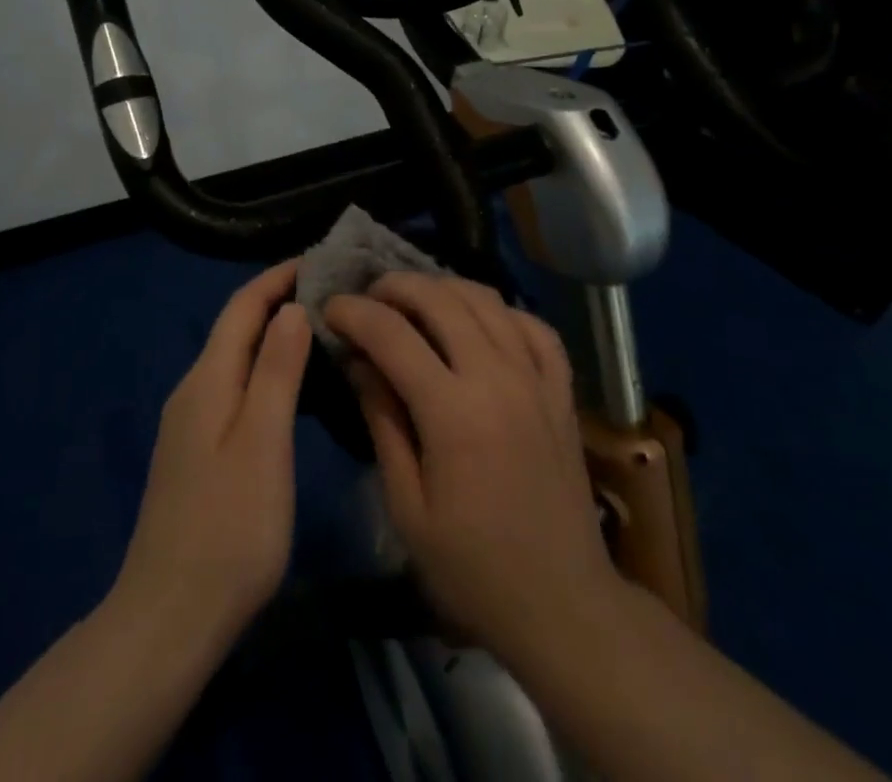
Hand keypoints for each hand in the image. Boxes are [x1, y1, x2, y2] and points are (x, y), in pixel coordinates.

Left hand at [111, 261, 311, 648]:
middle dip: (277, 300)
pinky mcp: (196, 451)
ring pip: (235, 357)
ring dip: (272, 334)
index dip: (277, 277)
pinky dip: (264, 368)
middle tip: (331, 292)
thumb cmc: (229, 527)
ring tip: (320, 328)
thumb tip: (290, 308)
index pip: (242, 306)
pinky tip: (290, 385)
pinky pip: (234, 386)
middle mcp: (193, 390)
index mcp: (207, 379)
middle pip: (236, 327)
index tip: (320, 259)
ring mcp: (190, 422)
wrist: (170, 616)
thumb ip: (277, 371)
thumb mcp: (263, 443)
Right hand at [325, 272, 616, 670]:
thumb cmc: (472, 568)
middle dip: (395, 286)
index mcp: (452, 412)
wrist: (562, 605)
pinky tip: (479, 320)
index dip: (353, 313)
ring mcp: (535, 378)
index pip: (392, 334)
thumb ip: (382, 421)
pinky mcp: (561, 390)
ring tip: (414, 298)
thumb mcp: (407, 506)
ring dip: (442, 287)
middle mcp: (496, 378)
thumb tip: (358, 361)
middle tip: (367, 296)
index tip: (329, 308)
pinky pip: (533, 325)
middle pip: (440, 299)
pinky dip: (500, 310)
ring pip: (486, 300)